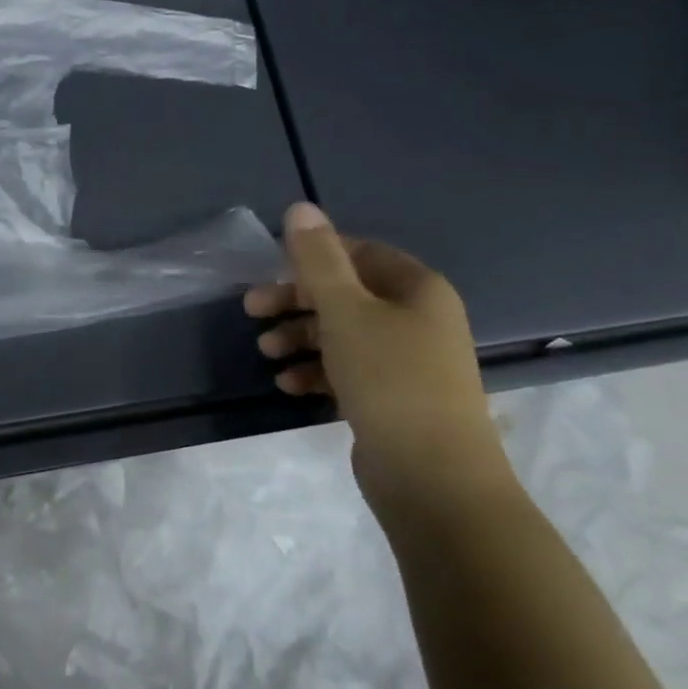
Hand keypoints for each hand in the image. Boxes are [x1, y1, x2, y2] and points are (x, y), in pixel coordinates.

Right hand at [244, 204, 507, 513]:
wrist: (435, 481)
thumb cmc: (389, 380)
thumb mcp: (345, 310)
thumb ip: (318, 258)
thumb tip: (301, 206)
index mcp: (417, 289)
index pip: (359, 252)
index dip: (313, 256)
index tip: (271, 270)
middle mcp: (418, 319)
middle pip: (346, 294)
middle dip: (296, 301)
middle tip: (252, 311)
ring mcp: (408, 362)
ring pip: (343, 333)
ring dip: (300, 337)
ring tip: (266, 353)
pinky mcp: (394, 399)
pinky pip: (348, 370)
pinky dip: (316, 371)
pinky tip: (288, 384)